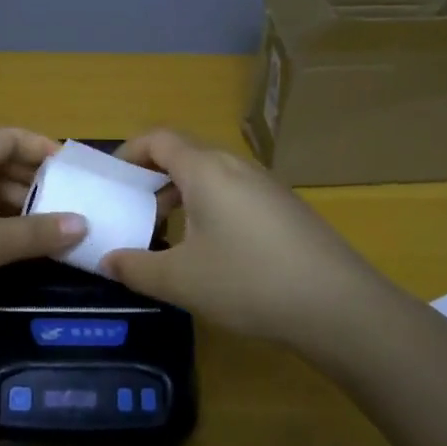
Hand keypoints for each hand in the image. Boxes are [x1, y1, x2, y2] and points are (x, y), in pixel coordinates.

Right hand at [99, 129, 381, 342]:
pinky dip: (210, 207)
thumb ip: (135, 268)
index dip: (130, 152)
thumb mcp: (180, 280)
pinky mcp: (286, 208)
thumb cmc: (248, 282)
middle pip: (185, 154)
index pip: (158, 139)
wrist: (339, 306)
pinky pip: (235, 193)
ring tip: (168, 233)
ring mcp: (266, 186)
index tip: (113, 180)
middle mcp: (236, 166)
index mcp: (205, 170)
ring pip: (212, 175)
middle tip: (135, 210)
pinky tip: (213, 250)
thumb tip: (107, 260)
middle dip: (153, 176)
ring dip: (183, 194)